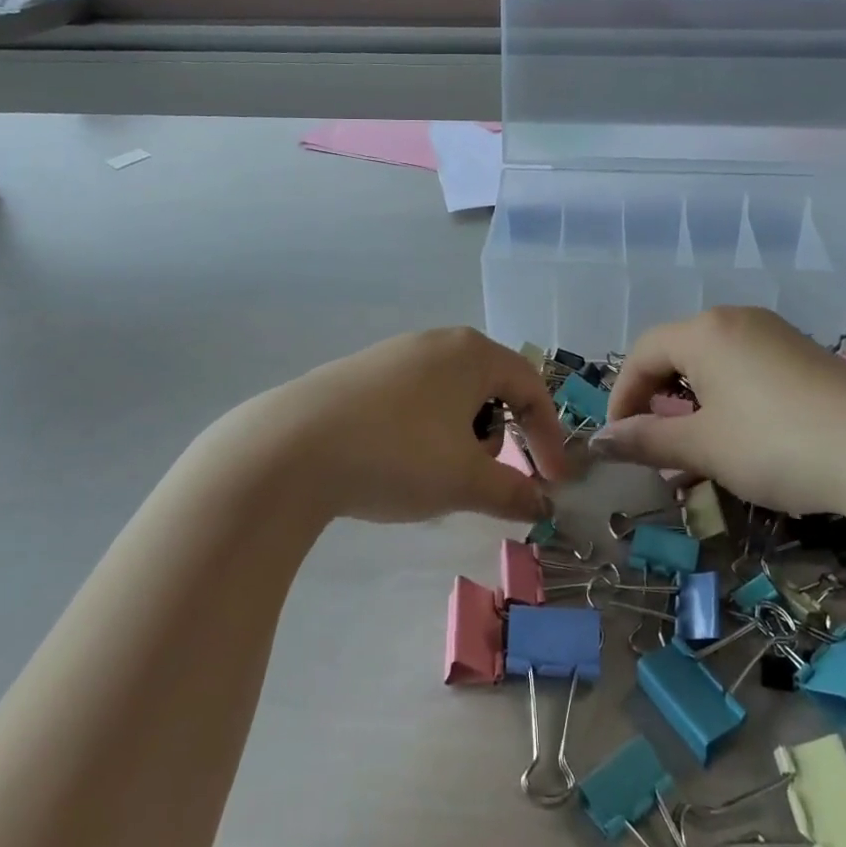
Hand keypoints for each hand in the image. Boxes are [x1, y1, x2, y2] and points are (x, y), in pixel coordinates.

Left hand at [240, 327, 569, 524]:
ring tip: (433, 473)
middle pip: (490, 388)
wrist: (292, 447)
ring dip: (460, 436)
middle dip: (497, 437)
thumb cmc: (398, 454)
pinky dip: (425, 431)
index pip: (531, 387)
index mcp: (472, 353)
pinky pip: (415, 398)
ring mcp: (396, 353)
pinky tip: (396, 461)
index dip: (548, 436)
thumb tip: (541, 505)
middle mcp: (438, 341)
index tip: (553, 482)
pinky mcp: (362, 372)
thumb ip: (512, 492)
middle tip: (480, 477)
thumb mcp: (464, 480)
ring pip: (451, 395)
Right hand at [596, 307, 845, 516]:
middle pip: (677, 352)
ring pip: (713, 361)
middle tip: (656, 444)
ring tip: (696, 447)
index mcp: (704, 331)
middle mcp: (736, 319)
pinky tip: (741, 435)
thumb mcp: (703, 446)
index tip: (620, 439)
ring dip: (692, 402)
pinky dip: (727, 397)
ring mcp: (775, 333)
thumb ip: (646, 439)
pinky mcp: (804, 353)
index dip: (623, 395)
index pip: (643, 353)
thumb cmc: (777, 446)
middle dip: (657, 399)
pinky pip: (746, 366)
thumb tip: (598, 440)